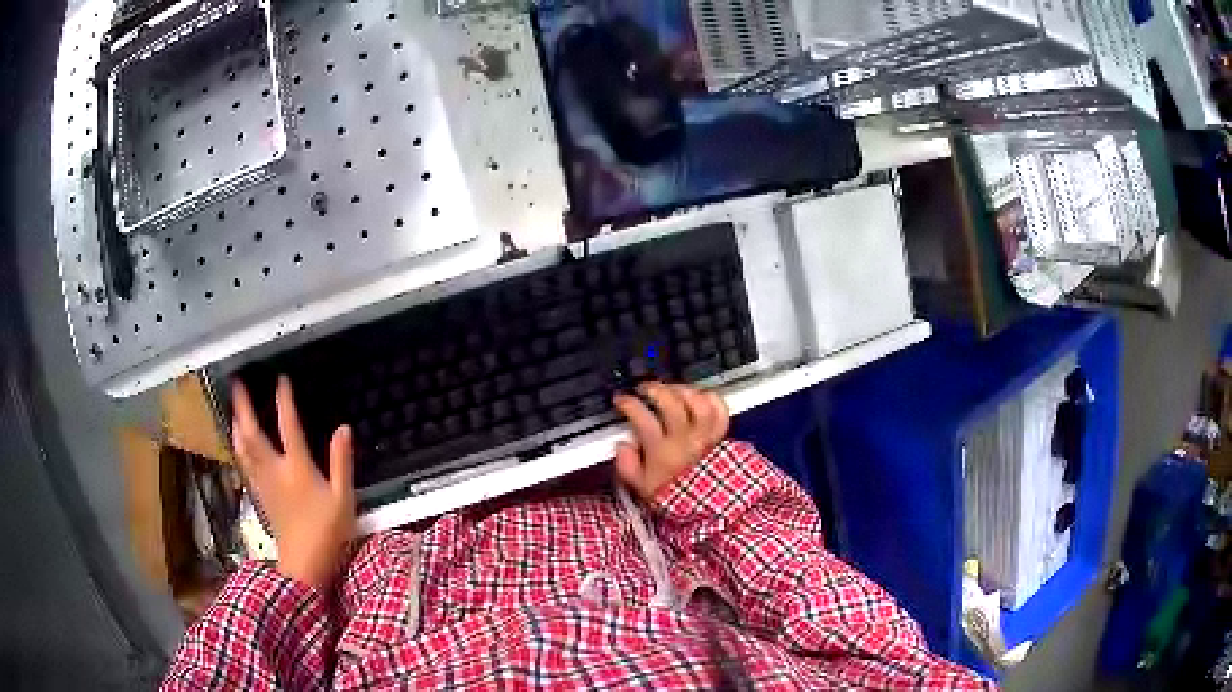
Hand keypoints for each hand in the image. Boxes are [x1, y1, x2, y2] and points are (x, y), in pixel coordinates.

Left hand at [231, 376, 354, 589]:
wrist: (304, 564)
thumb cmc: (327, 532)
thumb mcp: (343, 497)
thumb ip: (341, 462)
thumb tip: (343, 429)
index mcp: (297, 467)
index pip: (288, 426)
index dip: (284, 401)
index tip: (281, 379)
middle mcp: (274, 470)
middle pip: (253, 433)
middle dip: (244, 407)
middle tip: (237, 384)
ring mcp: (263, 483)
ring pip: (243, 447)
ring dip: (236, 423)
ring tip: (233, 407)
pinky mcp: (259, 495)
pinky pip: (244, 463)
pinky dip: (238, 446)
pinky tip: (238, 442)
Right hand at [612, 382, 728, 502]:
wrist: (708, 509)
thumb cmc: (676, 499)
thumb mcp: (642, 488)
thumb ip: (627, 466)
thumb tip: (622, 447)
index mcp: (661, 451)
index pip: (642, 417)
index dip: (629, 403)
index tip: (622, 400)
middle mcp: (684, 439)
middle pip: (670, 402)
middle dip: (654, 389)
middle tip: (644, 388)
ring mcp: (704, 435)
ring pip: (696, 401)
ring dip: (681, 390)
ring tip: (671, 389)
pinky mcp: (720, 435)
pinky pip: (719, 410)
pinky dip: (710, 398)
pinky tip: (699, 397)